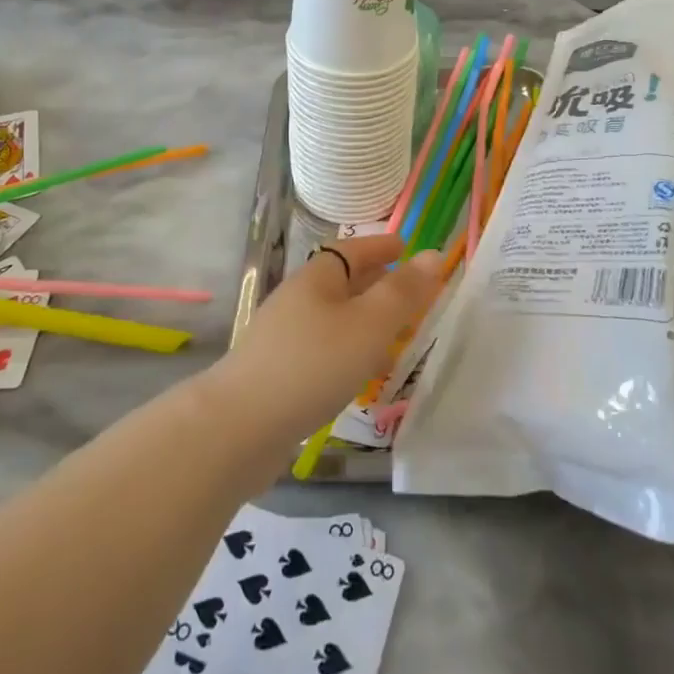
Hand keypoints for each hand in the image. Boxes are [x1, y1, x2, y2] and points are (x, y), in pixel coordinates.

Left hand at [214, 234, 445, 445]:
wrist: (240, 427)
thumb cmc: (313, 364)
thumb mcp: (369, 324)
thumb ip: (403, 292)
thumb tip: (434, 255)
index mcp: (316, 278)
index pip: (351, 249)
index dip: (380, 247)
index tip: (405, 246)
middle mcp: (297, 300)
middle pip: (341, 282)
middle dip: (375, 282)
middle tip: (408, 289)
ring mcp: (283, 337)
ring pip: (333, 317)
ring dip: (363, 319)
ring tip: (393, 333)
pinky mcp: (278, 373)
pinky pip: (323, 349)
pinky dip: (348, 350)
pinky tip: (360, 374)